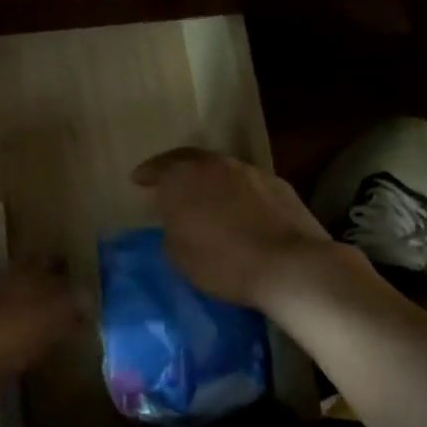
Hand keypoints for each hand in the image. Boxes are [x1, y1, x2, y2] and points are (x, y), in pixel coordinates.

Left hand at [0, 261, 88, 388]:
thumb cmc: (22, 323)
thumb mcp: (61, 306)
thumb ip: (79, 300)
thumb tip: (89, 300)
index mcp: (28, 267)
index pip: (51, 258)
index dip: (67, 266)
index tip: (86, 278)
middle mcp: (12, 283)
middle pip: (39, 282)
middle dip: (57, 292)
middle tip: (83, 307)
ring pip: (29, 307)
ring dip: (46, 316)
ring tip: (72, 328)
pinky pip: (21, 333)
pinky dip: (35, 338)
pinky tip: (49, 350)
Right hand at [132, 147, 340, 311]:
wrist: (289, 266)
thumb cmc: (222, 262)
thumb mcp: (178, 253)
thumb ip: (171, 227)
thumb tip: (178, 218)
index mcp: (183, 176)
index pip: (158, 167)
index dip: (147, 175)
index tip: (137, 180)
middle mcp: (215, 164)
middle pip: (191, 161)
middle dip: (177, 171)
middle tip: (169, 184)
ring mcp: (250, 171)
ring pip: (221, 170)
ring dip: (210, 181)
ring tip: (205, 199)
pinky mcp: (279, 185)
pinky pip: (248, 185)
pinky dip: (238, 193)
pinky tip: (239, 211)